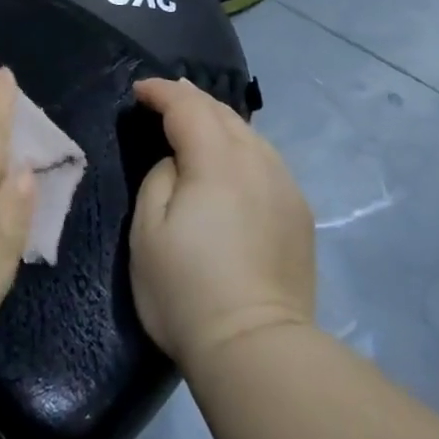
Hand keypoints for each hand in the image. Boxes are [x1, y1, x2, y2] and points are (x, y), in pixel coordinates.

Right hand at [129, 78, 315, 374]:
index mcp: (216, 160)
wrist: (255, 347)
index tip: (139, 91)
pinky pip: (266, 161)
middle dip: (191, 100)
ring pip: (250, 135)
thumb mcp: (147, 229)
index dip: (161, 92)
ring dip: (219, 122)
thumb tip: (179, 162)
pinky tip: (233, 162)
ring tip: (198, 123)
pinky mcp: (299, 213)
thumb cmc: (186, 289)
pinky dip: (242, 148)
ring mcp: (285, 186)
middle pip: (222, 113)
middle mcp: (257, 161)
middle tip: (166, 97)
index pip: (187, 106)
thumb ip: (160, 176)